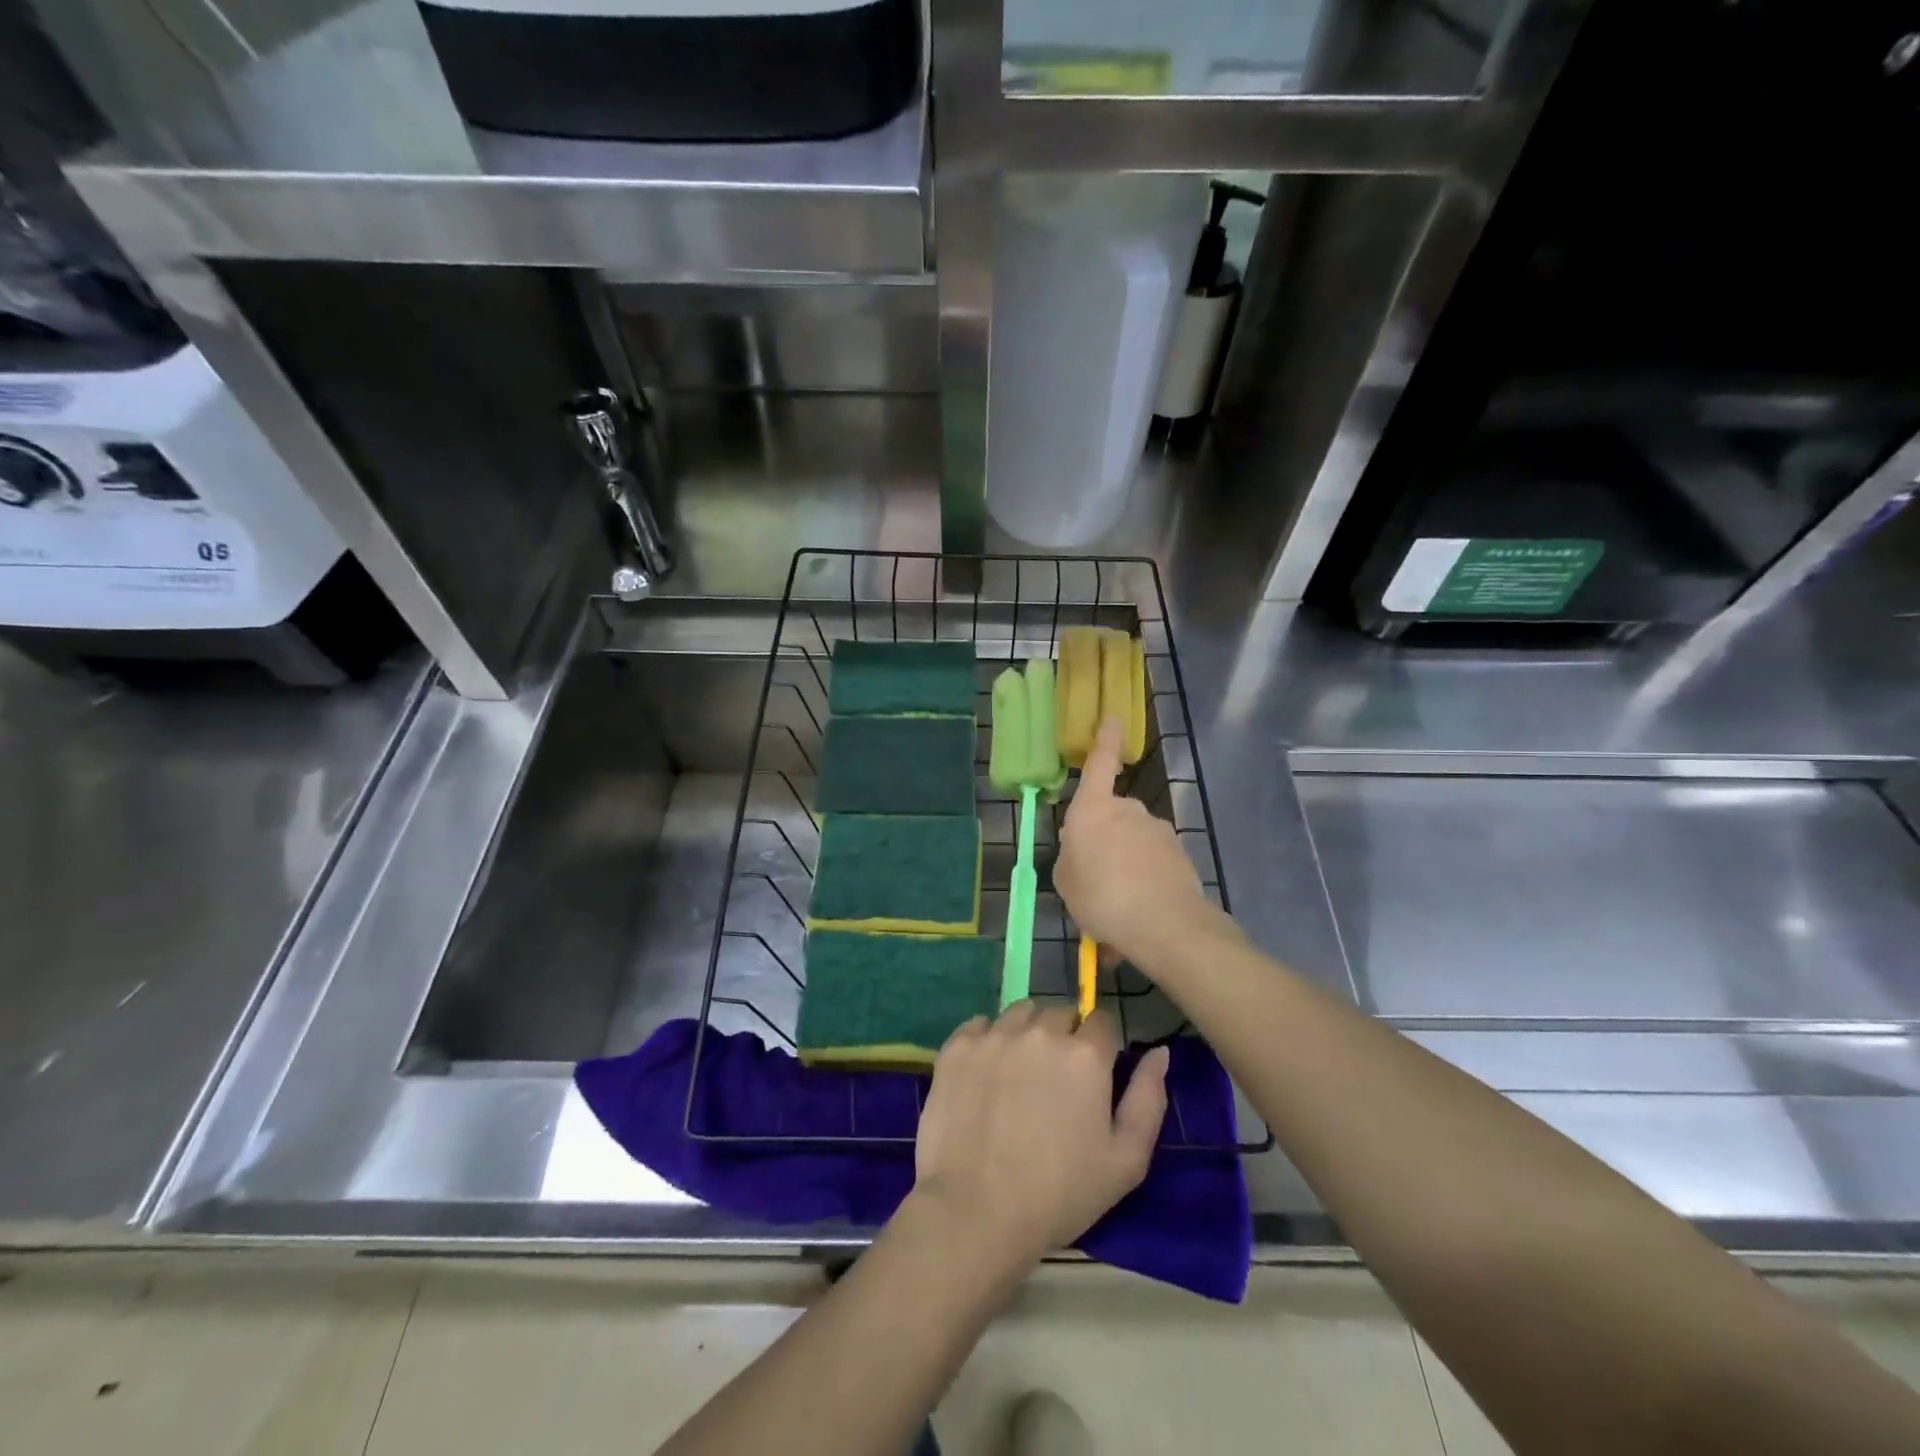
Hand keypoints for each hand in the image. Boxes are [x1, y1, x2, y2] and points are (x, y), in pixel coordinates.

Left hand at [911, 1004, 1169, 1268]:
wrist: (976, 1212)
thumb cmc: (1060, 1193)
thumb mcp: (1126, 1160)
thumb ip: (1148, 1098)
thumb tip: (1159, 1052)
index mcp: (1085, 1054)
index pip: (1102, 1021)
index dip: (1101, 1045)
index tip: (1093, 1075)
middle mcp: (1040, 1031)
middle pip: (1060, 1014)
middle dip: (1064, 1037)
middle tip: (1055, 1081)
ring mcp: (994, 1036)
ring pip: (1020, 1013)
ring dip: (1027, 1032)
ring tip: (1019, 1074)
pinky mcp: (957, 1047)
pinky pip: (979, 1025)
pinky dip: (987, 1040)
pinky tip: (986, 1074)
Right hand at [1055, 719, 1231, 971]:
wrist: (1164, 924)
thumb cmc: (1100, 896)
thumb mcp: (1066, 881)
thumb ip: (1071, 858)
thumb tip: (1082, 849)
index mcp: (1093, 811)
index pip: (1098, 765)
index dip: (1105, 741)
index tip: (1113, 719)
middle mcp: (1128, 811)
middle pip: (1113, 816)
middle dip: (1105, 840)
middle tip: (1094, 880)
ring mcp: (1158, 831)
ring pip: (1134, 845)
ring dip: (1125, 868)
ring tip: (1116, 911)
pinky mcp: (1180, 854)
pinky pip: (1153, 866)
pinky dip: (1144, 885)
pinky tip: (1137, 919)